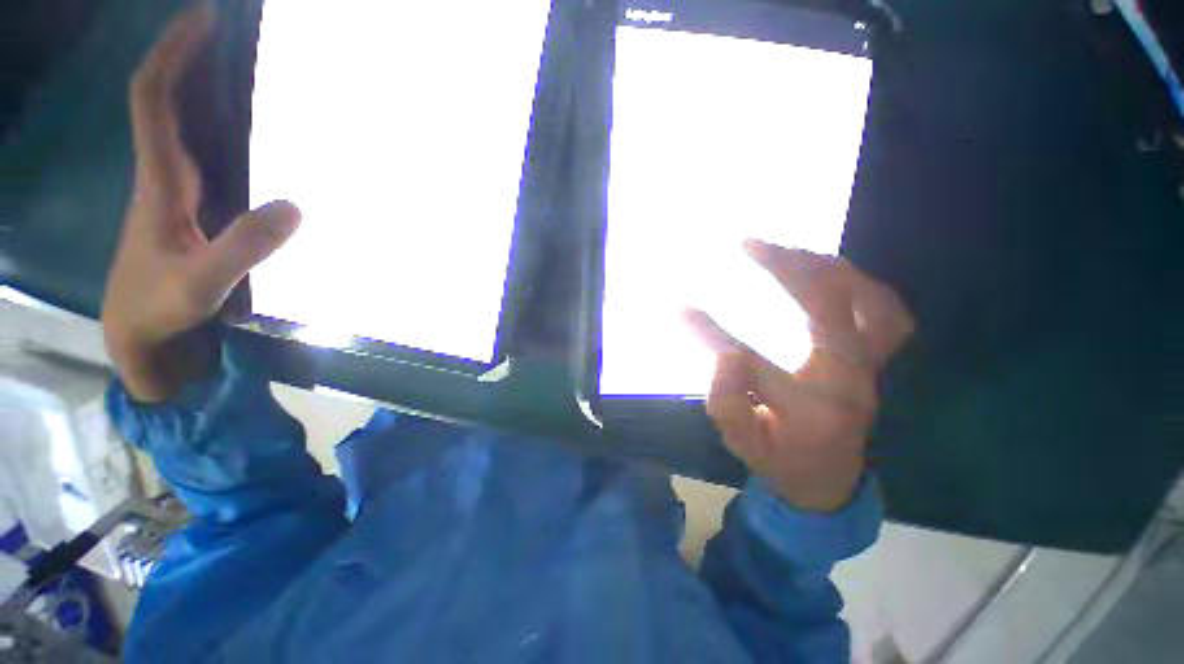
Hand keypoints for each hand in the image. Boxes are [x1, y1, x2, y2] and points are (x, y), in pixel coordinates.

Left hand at [101, 1, 299, 401]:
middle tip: (234, 33)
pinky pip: (203, 155)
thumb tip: (296, 205)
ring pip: (183, 125)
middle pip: (167, 100)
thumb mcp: (202, 284)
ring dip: (206, 91)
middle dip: (193, 58)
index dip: (174, 54)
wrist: (142, 335)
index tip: (205, 18)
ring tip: (248, 72)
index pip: (153, 99)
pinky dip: (220, 132)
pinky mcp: (194, 211)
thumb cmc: (160, 308)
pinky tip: (252, 136)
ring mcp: (177, 193)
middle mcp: (164, 175)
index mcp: (158, 182)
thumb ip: (244, 246)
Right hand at [685, 240, 913, 511]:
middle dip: (788, 269)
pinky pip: (886, 312)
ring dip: (827, 268)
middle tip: (750, 244)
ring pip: (870, 302)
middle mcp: (851, 382)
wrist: (830, 479)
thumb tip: (726, 357)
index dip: (713, 334)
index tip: (683, 309)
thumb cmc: (780, 460)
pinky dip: (860, 284)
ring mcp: (873, 368)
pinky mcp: (877, 360)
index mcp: (810, 410)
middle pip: (829, 310)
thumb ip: (727, 405)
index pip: (755, 364)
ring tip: (788, 251)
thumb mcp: (742, 444)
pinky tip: (829, 273)